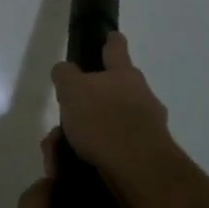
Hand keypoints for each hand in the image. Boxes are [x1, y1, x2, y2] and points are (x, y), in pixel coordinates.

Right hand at [50, 32, 182, 207]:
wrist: (140, 171)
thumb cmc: (104, 120)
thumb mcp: (72, 90)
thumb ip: (65, 75)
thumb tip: (65, 70)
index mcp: (124, 74)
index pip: (116, 47)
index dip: (110, 41)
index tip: (108, 36)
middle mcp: (141, 95)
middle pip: (114, 90)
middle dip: (89, 101)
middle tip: (66, 114)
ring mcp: (147, 126)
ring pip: (110, 122)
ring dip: (87, 132)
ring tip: (61, 150)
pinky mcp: (146, 155)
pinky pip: (114, 148)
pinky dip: (95, 154)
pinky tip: (75, 165)